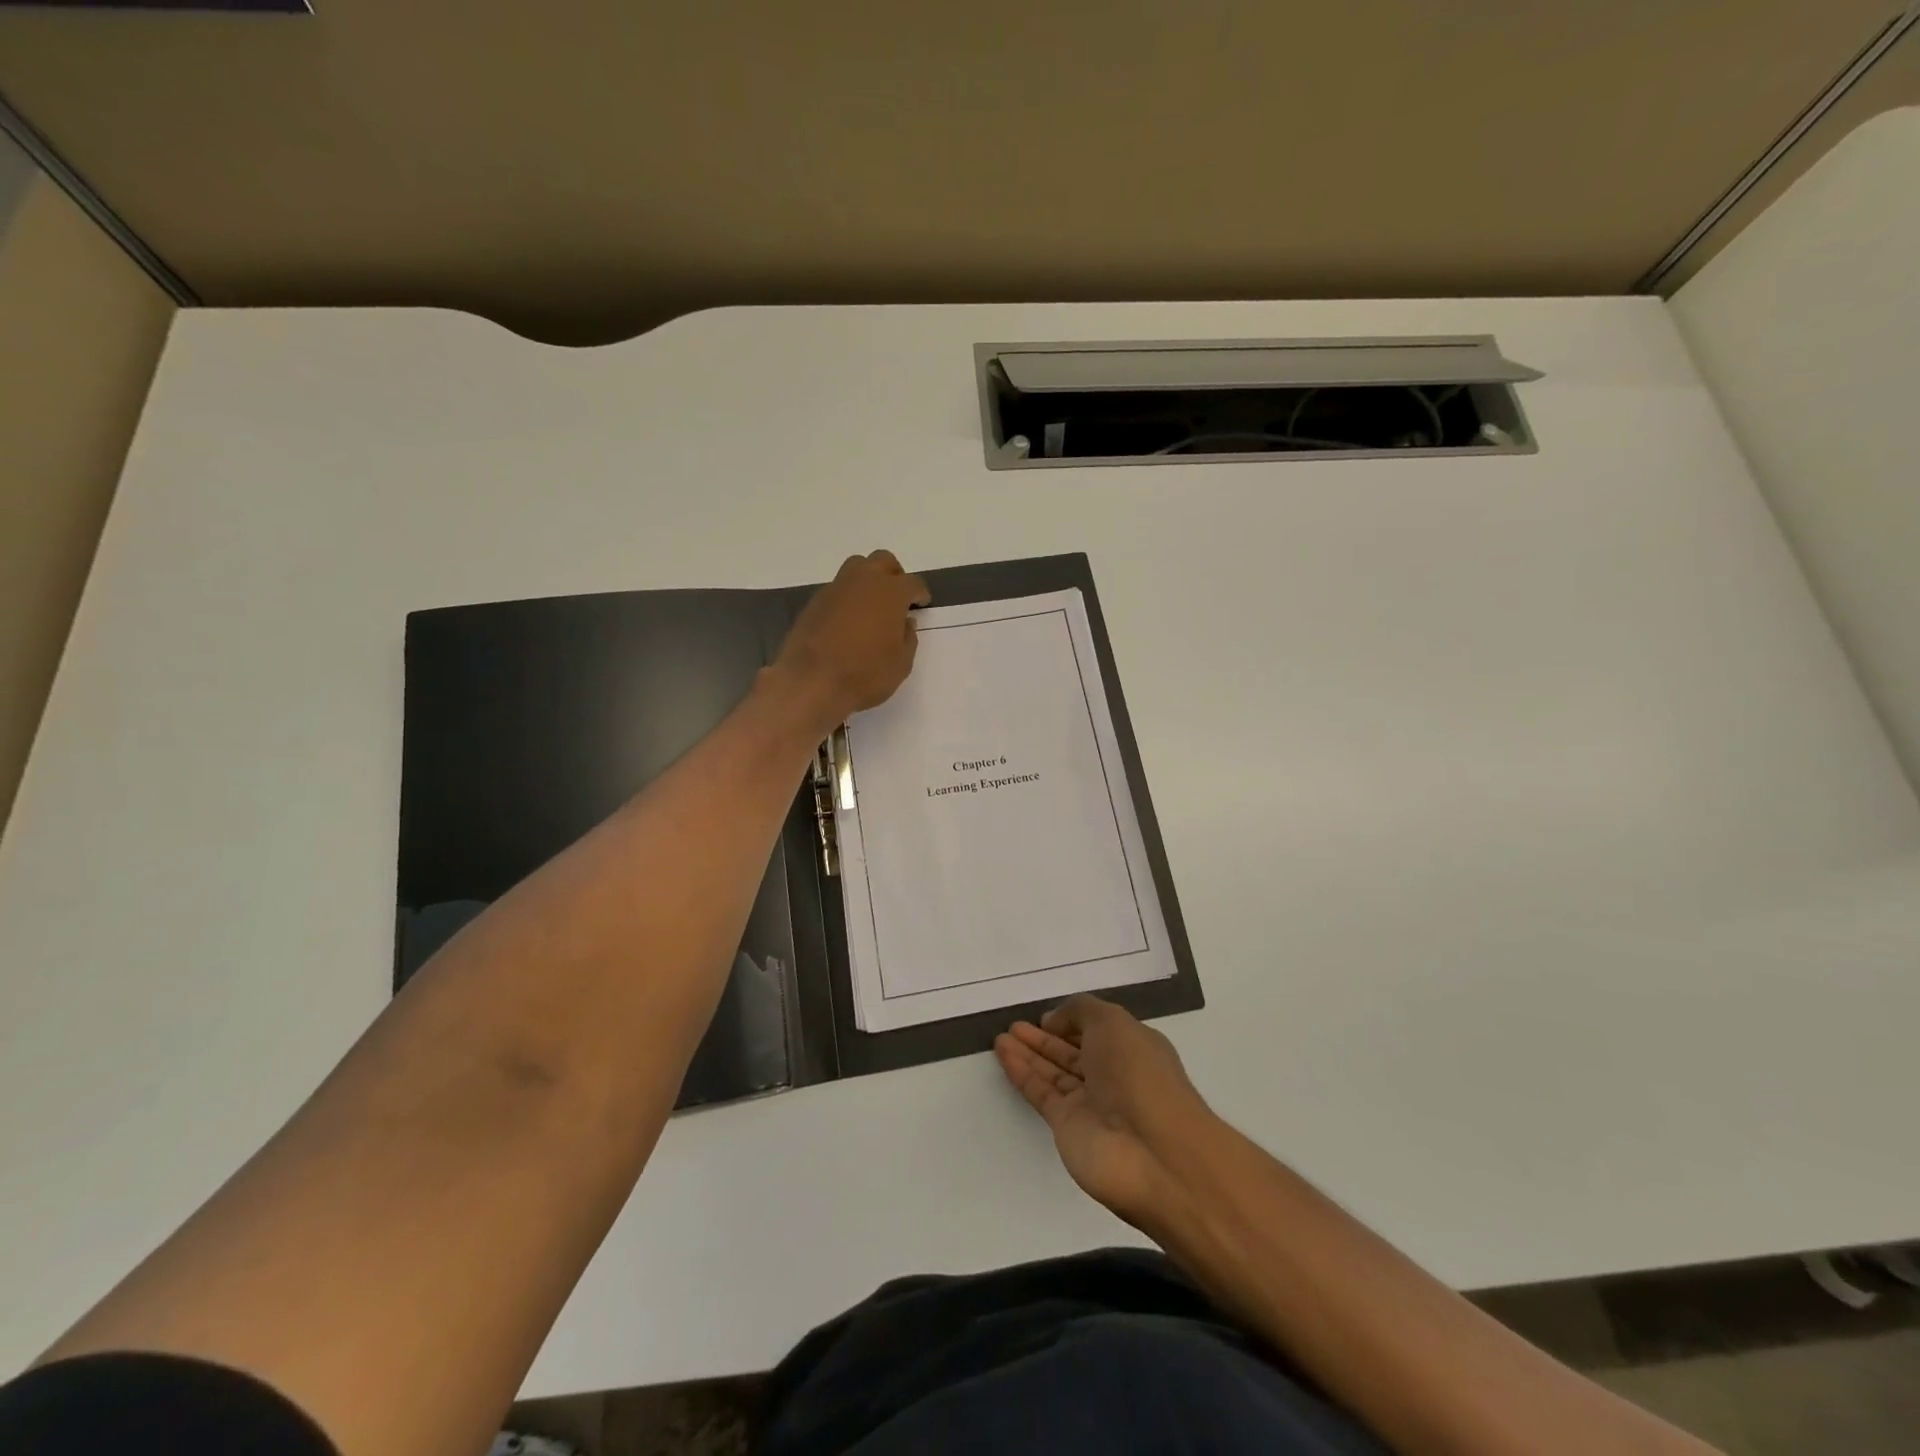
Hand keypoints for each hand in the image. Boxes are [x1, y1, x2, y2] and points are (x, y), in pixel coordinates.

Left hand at [770, 551, 930, 732]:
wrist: (811, 683)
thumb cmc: (865, 675)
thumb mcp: (901, 664)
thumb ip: (907, 638)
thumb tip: (905, 622)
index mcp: (891, 593)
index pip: (912, 583)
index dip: (920, 593)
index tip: (921, 604)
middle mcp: (863, 581)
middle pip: (882, 561)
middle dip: (893, 575)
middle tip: (897, 598)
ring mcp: (835, 589)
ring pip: (856, 568)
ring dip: (867, 581)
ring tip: (871, 607)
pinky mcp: (814, 602)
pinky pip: (837, 590)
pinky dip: (847, 598)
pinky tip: (847, 622)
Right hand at [994, 995, 1215, 1232]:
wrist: (1153, 1154)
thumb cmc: (1139, 1075)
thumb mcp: (1113, 1022)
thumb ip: (1080, 1011)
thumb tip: (1054, 1021)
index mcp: (1132, 1048)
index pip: (1097, 1031)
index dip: (1072, 1022)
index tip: (1045, 1016)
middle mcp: (1112, 1075)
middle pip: (1072, 1052)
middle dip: (1044, 1038)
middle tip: (1014, 1026)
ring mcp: (1090, 1103)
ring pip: (1053, 1072)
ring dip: (1028, 1053)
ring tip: (1000, 1037)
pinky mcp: (1068, 1127)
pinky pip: (1041, 1092)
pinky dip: (1022, 1072)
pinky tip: (1003, 1054)